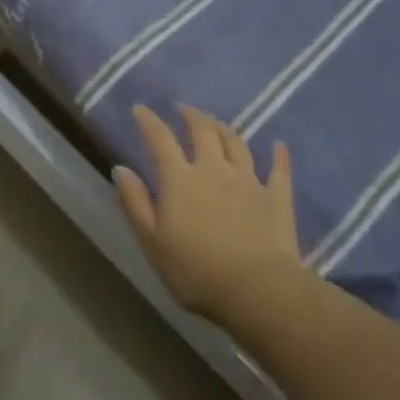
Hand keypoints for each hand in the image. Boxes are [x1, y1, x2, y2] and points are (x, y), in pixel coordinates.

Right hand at [114, 104, 301, 326]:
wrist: (258, 291)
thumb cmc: (196, 271)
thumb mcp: (152, 242)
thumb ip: (135, 203)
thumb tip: (120, 168)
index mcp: (180, 179)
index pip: (160, 140)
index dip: (148, 121)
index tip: (140, 109)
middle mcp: (214, 170)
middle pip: (203, 132)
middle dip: (191, 116)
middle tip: (183, 109)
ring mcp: (249, 181)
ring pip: (236, 144)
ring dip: (224, 129)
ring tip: (216, 123)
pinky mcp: (277, 199)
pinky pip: (279, 171)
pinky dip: (278, 156)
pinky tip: (279, 146)